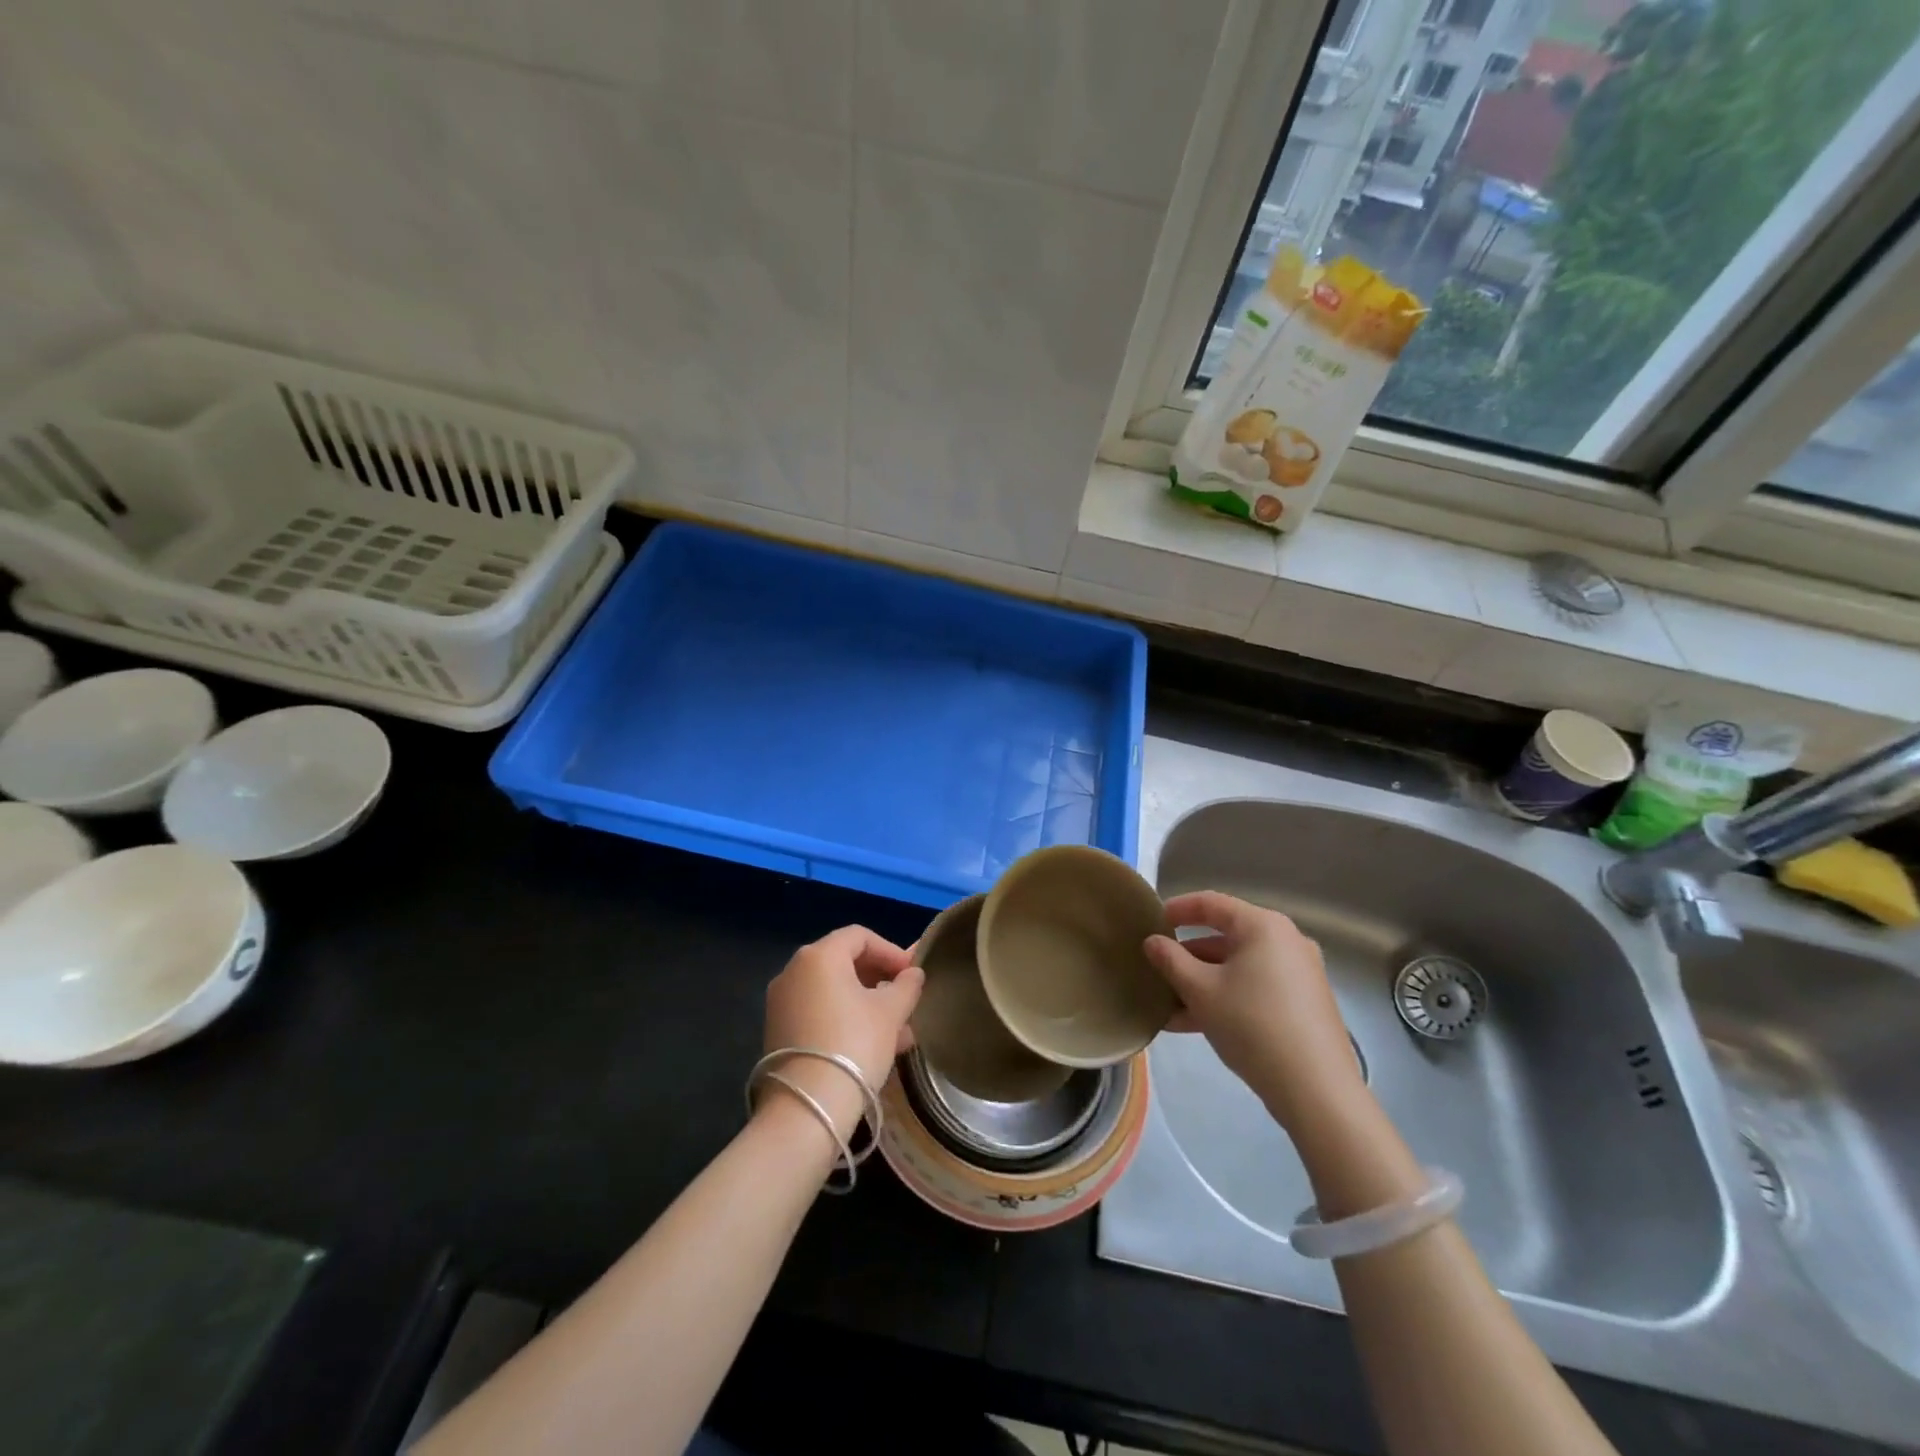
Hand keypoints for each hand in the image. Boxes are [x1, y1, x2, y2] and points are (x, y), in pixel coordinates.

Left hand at [760, 926, 923, 1138]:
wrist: (806, 1109)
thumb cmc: (854, 1045)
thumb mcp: (891, 1012)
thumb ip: (906, 986)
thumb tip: (913, 974)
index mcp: (819, 956)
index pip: (860, 936)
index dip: (891, 951)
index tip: (913, 975)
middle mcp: (793, 971)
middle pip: (844, 962)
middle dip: (880, 980)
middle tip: (905, 1001)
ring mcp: (781, 1002)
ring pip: (833, 992)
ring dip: (866, 1004)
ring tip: (898, 1032)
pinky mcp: (777, 1031)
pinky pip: (818, 1012)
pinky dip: (845, 1019)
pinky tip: (872, 1046)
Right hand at [1144, 891, 1363, 1134]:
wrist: (1316, 1091)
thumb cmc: (1252, 1025)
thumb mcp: (1200, 991)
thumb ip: (1170, 960)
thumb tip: (1152, 941)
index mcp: (1262, 926)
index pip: (1211, 903)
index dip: (1177, 908)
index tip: (1151, 921)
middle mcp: (1285, 941)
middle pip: (1225, 938)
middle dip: (1187, 956)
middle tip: (1157, 970)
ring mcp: (1298, 973)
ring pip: (1238, 967)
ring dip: (1201, 983)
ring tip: (1168, 1006)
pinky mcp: (1303, 1003)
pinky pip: (1254, 987)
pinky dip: (1225, 997)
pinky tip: (1194, 1024)